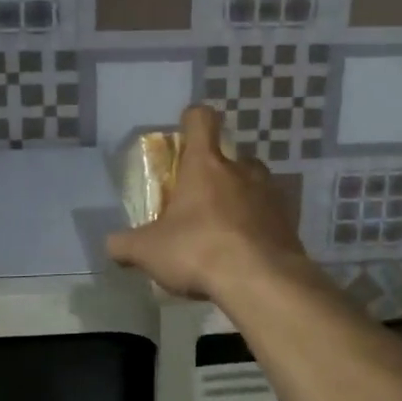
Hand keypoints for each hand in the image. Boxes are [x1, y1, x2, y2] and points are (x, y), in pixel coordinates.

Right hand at [106, 105, 312, 301]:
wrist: (261, 282)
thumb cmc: (198, 250)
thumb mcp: (148, 251)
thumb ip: (125, 244)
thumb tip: (111, 245)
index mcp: (205, 164)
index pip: (201, 119)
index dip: (192, 119)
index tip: (185, 133)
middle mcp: (242, 170)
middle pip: (231, 157)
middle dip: (216, 173)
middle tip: (200, 201)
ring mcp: (271, 195)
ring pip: (254, 185)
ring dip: (240, 200)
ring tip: (224, 231)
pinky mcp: (290, 222)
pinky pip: (270, 216)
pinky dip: (258, 228)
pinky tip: (245, 254)